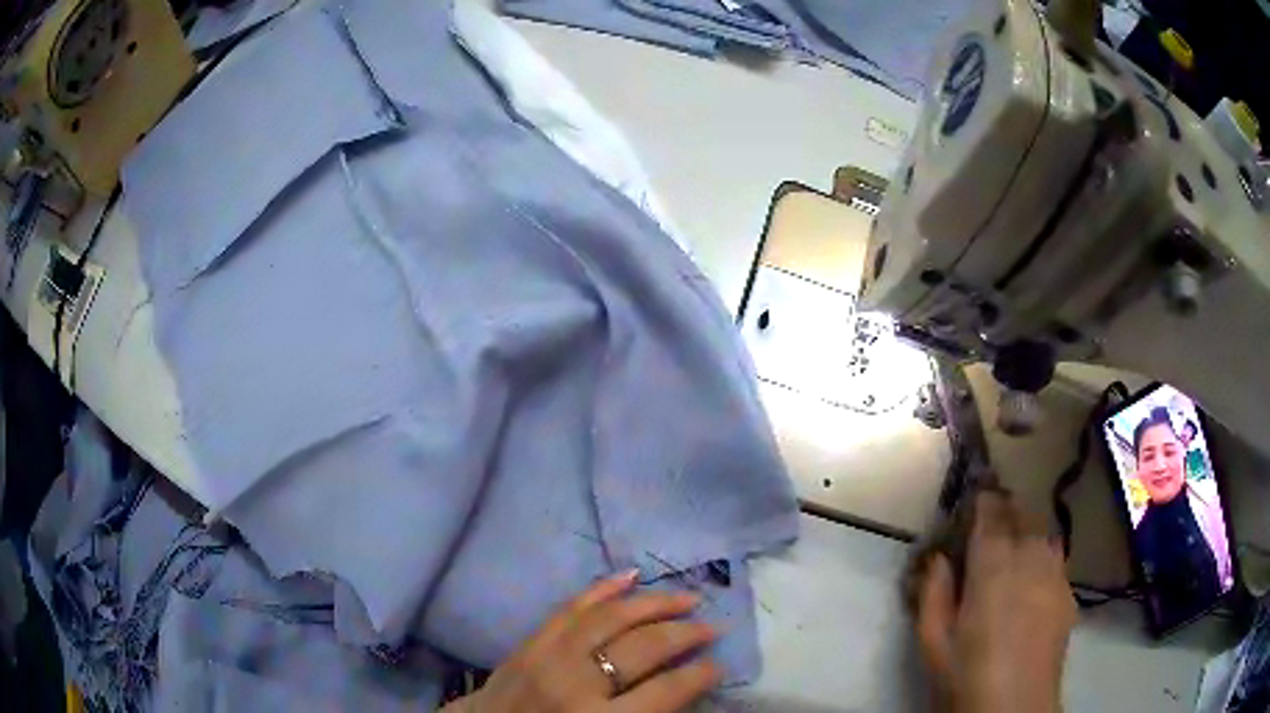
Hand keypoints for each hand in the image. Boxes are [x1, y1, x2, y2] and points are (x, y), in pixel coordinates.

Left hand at [444, 570, 720, 711]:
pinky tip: (631, 576)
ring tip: (688, 599)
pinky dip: (603, 589)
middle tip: (712, 627)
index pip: (665, 691)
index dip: (700, 675)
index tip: (719, 665)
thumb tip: (686, 688)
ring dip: (654, 604)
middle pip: (643, 648)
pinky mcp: (531, 641)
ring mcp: (549, 656)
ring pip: (611, 618)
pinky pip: (571, 607)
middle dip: (685, 634)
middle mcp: (577, 684)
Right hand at [917, 492, 1076, 712]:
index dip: (983, 498)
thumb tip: (939, 557)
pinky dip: (1042, 552)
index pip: (991, 513)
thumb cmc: (966, 675)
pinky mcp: (1068, 591)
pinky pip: (1055, 556)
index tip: (974, 492)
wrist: (1015, 707)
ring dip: (1026, 527)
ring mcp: (1055, 572)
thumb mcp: (933, 641)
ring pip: (1043, 531)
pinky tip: (1033, 574)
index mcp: (993, 566)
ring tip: (1013, 541)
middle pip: (1022, 514)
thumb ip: (933, 593)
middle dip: (1005, 508)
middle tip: (990, 516)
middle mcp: (1030, 557)